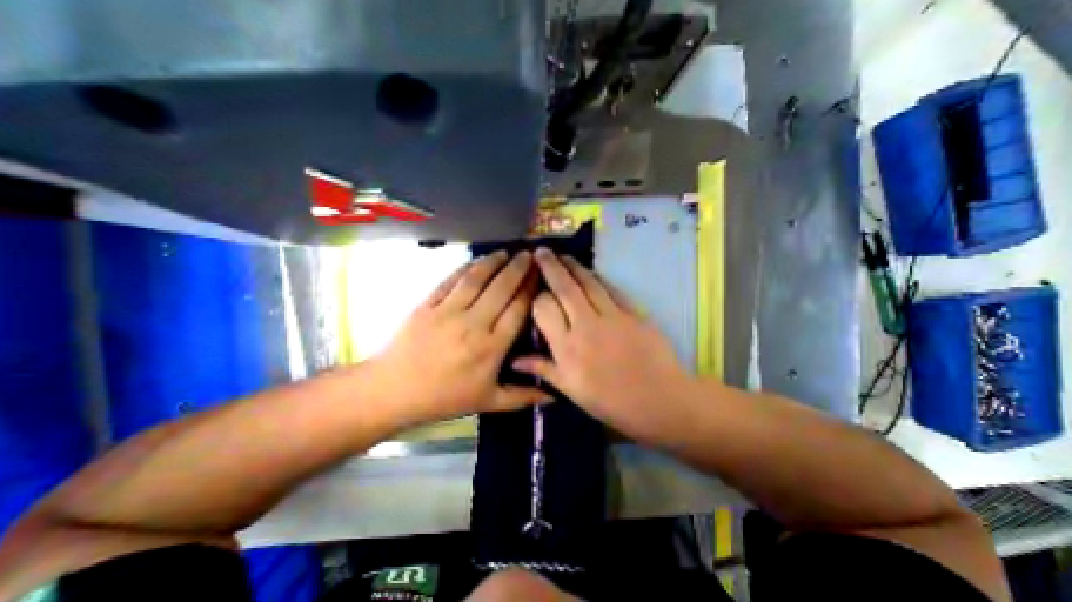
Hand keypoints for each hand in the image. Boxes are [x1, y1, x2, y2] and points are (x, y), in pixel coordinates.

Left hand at [372, 249, 551, 422]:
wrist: (395, 390)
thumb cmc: (445, 397)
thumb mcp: (488, 402)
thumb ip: (523, 397)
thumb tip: (555, 396)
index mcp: (492, 347)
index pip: (518, 309)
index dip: (531, 288)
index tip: (540, 274)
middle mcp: (474, 324)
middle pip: (501, 289)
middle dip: (518, 269)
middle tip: (530, 255)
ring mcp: (448, 311)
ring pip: (477, 279)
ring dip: (494, 263)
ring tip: (506, 252)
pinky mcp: (428, 304)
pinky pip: (450, 281)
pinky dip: (465, 268)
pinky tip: (476, 261)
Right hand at [514, 248, 700, 442]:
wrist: (659, 400)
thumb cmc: (611, 402)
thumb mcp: (571, 391)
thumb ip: (544, 369)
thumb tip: (514, 361)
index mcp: (566, 348)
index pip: (544, 309)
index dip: (536, 295)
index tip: (533, 288)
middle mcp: (585, 325)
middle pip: (564, 288)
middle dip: (550, 266)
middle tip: (541, 251)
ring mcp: (611, 316)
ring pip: (587, 283)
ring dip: (573, 266)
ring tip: (562, 256)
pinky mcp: (633, 312)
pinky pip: (611, 289)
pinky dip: (599, 278)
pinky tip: (591, 271)